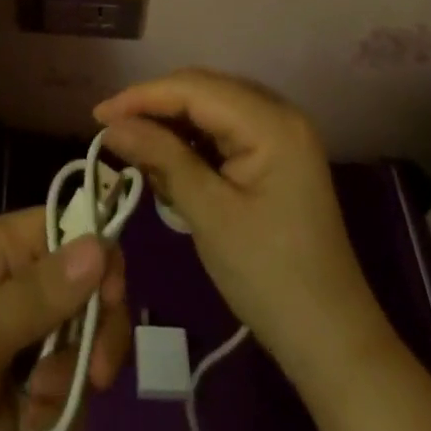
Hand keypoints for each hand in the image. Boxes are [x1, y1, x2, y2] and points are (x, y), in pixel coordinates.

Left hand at [0, 209, 129, 430]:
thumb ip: (44, 293)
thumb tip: (103, 241)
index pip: (65, 229)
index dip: (98, 258)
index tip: (113, 305)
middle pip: (76, 289)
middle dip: (92, 329)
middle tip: (93, 374)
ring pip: (68, 343)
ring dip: (69, 376)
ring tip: (38, 405)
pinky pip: (48, 388)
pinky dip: (52, 408)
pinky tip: (29, 428)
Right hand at [95, 69, 383, 397]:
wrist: (332, 342)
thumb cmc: (270, 279)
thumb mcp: (209, 215)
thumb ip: (160, 158)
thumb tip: (111, 125)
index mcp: (271, 122)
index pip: (193, 88)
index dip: (142, 96)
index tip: (97, 114)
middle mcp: (279, 113)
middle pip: (202, 90)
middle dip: (154, 106)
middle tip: (111, 130)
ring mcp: (280, 133)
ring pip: (210, 107)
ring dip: (171, 124)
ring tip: (133, 147)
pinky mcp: (276, 154)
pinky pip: (223, 130)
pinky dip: (191, 141)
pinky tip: (167, 160)